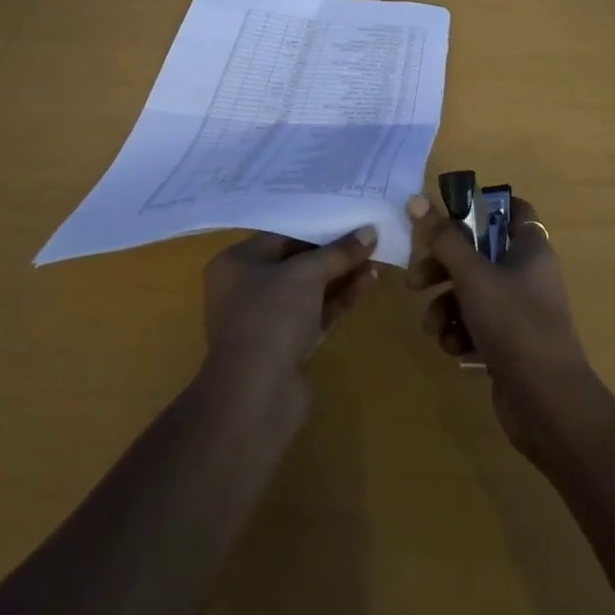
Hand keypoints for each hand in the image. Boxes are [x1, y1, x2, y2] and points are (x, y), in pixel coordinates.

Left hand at [202, 228, 382, 389]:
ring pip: (310, 290)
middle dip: (333, 252)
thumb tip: (370, 231)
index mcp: (237, 263)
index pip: (280, 235)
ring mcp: (267, 321)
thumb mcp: (306, 274)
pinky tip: (369, 281)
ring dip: (342, 275)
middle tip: (367, 237)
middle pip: (297, 262)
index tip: (348, 217)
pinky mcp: (288, 347)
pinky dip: (340, 298)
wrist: (255, 397)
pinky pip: (317, 313)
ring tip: (377, 257)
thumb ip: (338, 252)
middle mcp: (247, 289)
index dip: (316, 226)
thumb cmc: (270, 317)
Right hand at [404, 193, 594, 455]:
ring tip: (432, 326)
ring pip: (472, 293)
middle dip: (443, 267)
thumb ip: (443, 238)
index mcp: (530, 249)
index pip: (512, 211)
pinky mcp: (510, 345)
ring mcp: (519, 312)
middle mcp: (527, 275)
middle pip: (478, 254)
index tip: (447, 214)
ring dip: (445, 305)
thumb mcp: (473, 276)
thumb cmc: (515, 324)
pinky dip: (460, 332)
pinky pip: (477, 325)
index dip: (482, 206)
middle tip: (415, 281)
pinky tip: (451, 347)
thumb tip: (416, 199)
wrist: (548, 404)